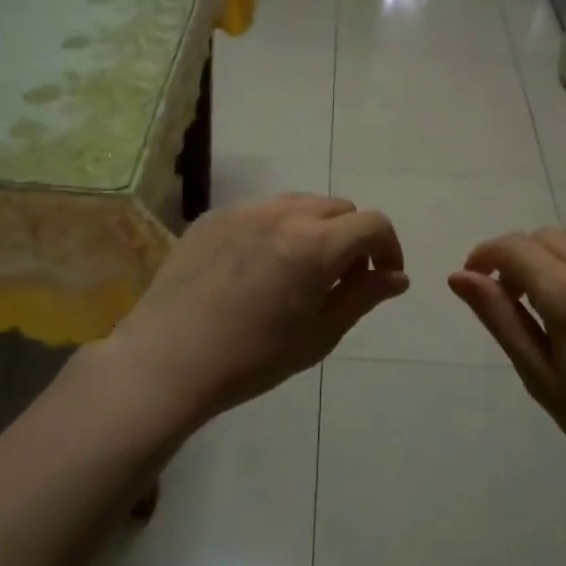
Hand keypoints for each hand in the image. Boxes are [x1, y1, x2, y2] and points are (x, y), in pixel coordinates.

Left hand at [102, 194, 407, 427]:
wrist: (167, 361)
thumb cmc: (253, 358)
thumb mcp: (320, 334)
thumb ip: (364, 296)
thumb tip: (398, 276)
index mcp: (317, 243)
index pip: (373, 224)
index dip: (388, 248)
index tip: (382, 278)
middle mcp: (284, 213)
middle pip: (338, 208)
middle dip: (352, 238)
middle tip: (340, 280)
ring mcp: (245, 210)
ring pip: (299, 204)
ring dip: (315, 229)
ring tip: (299, 271)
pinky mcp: (213, 217)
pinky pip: (261, 212)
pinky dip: (276, 230)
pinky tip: (256, 269)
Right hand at [449, 227, 565, 510]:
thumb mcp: (540, 377)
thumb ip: (500, 318)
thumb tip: (458, 276)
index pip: (514, 249)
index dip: (485, 255)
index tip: (474, 278)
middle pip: (544, 237)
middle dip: (517, 258)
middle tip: (513, 299)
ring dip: (553, 253)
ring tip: (552, 294)